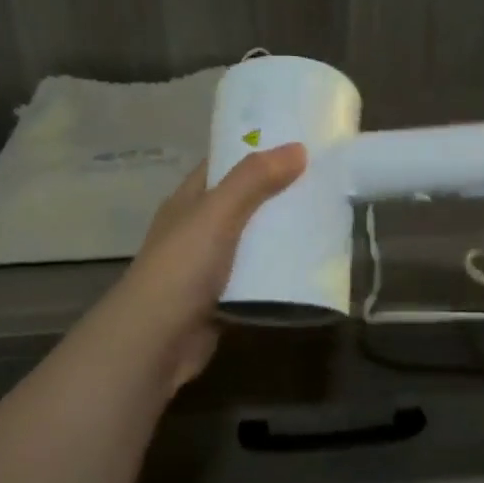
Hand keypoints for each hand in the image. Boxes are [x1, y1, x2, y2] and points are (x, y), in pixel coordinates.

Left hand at [94, 145, 307, 390]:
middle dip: (278, 193)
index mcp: (189, 201)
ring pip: (252, 243)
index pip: (223, 165)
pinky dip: (279, 274)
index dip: (255, 150)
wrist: (155, 340)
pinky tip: (310, 267)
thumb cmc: (182, 267)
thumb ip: (254, 180)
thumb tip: (297, 148)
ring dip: (282, 235)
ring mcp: (209, 267)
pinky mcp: (223, 300)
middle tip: (325, 181)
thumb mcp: (217, 214)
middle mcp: (197, 230)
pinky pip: (257, 280)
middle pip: (243, 203)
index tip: (297, 142)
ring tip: (327, 220)